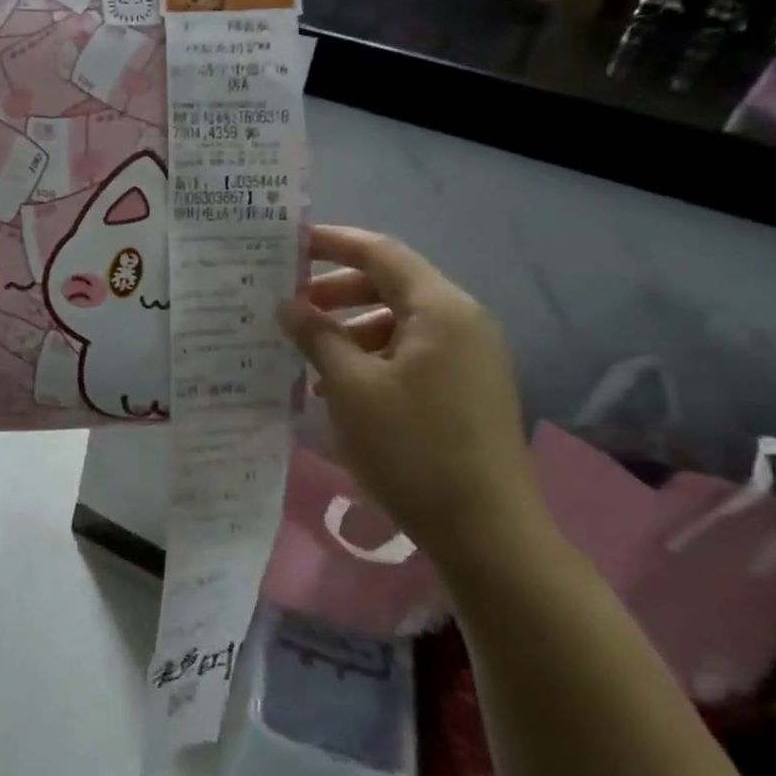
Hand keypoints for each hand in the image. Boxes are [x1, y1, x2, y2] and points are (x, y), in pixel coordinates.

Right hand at [278, 226, 541, 561]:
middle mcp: (462, 321)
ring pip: (399, 321)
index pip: (380, 253)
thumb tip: (287, 305)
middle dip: (337, 291)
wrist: (487, 533)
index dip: (332, 242)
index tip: (289, 243)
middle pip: (391, 284)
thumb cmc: (413, 447)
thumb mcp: (351, 386)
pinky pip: (413, 352)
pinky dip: (373, 356)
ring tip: (308, 353)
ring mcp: (470, 356)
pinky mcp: (468, 387)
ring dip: (351, 328)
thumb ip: (317, 335)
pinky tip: (340, 386)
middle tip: (290, 305)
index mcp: (440, 308)